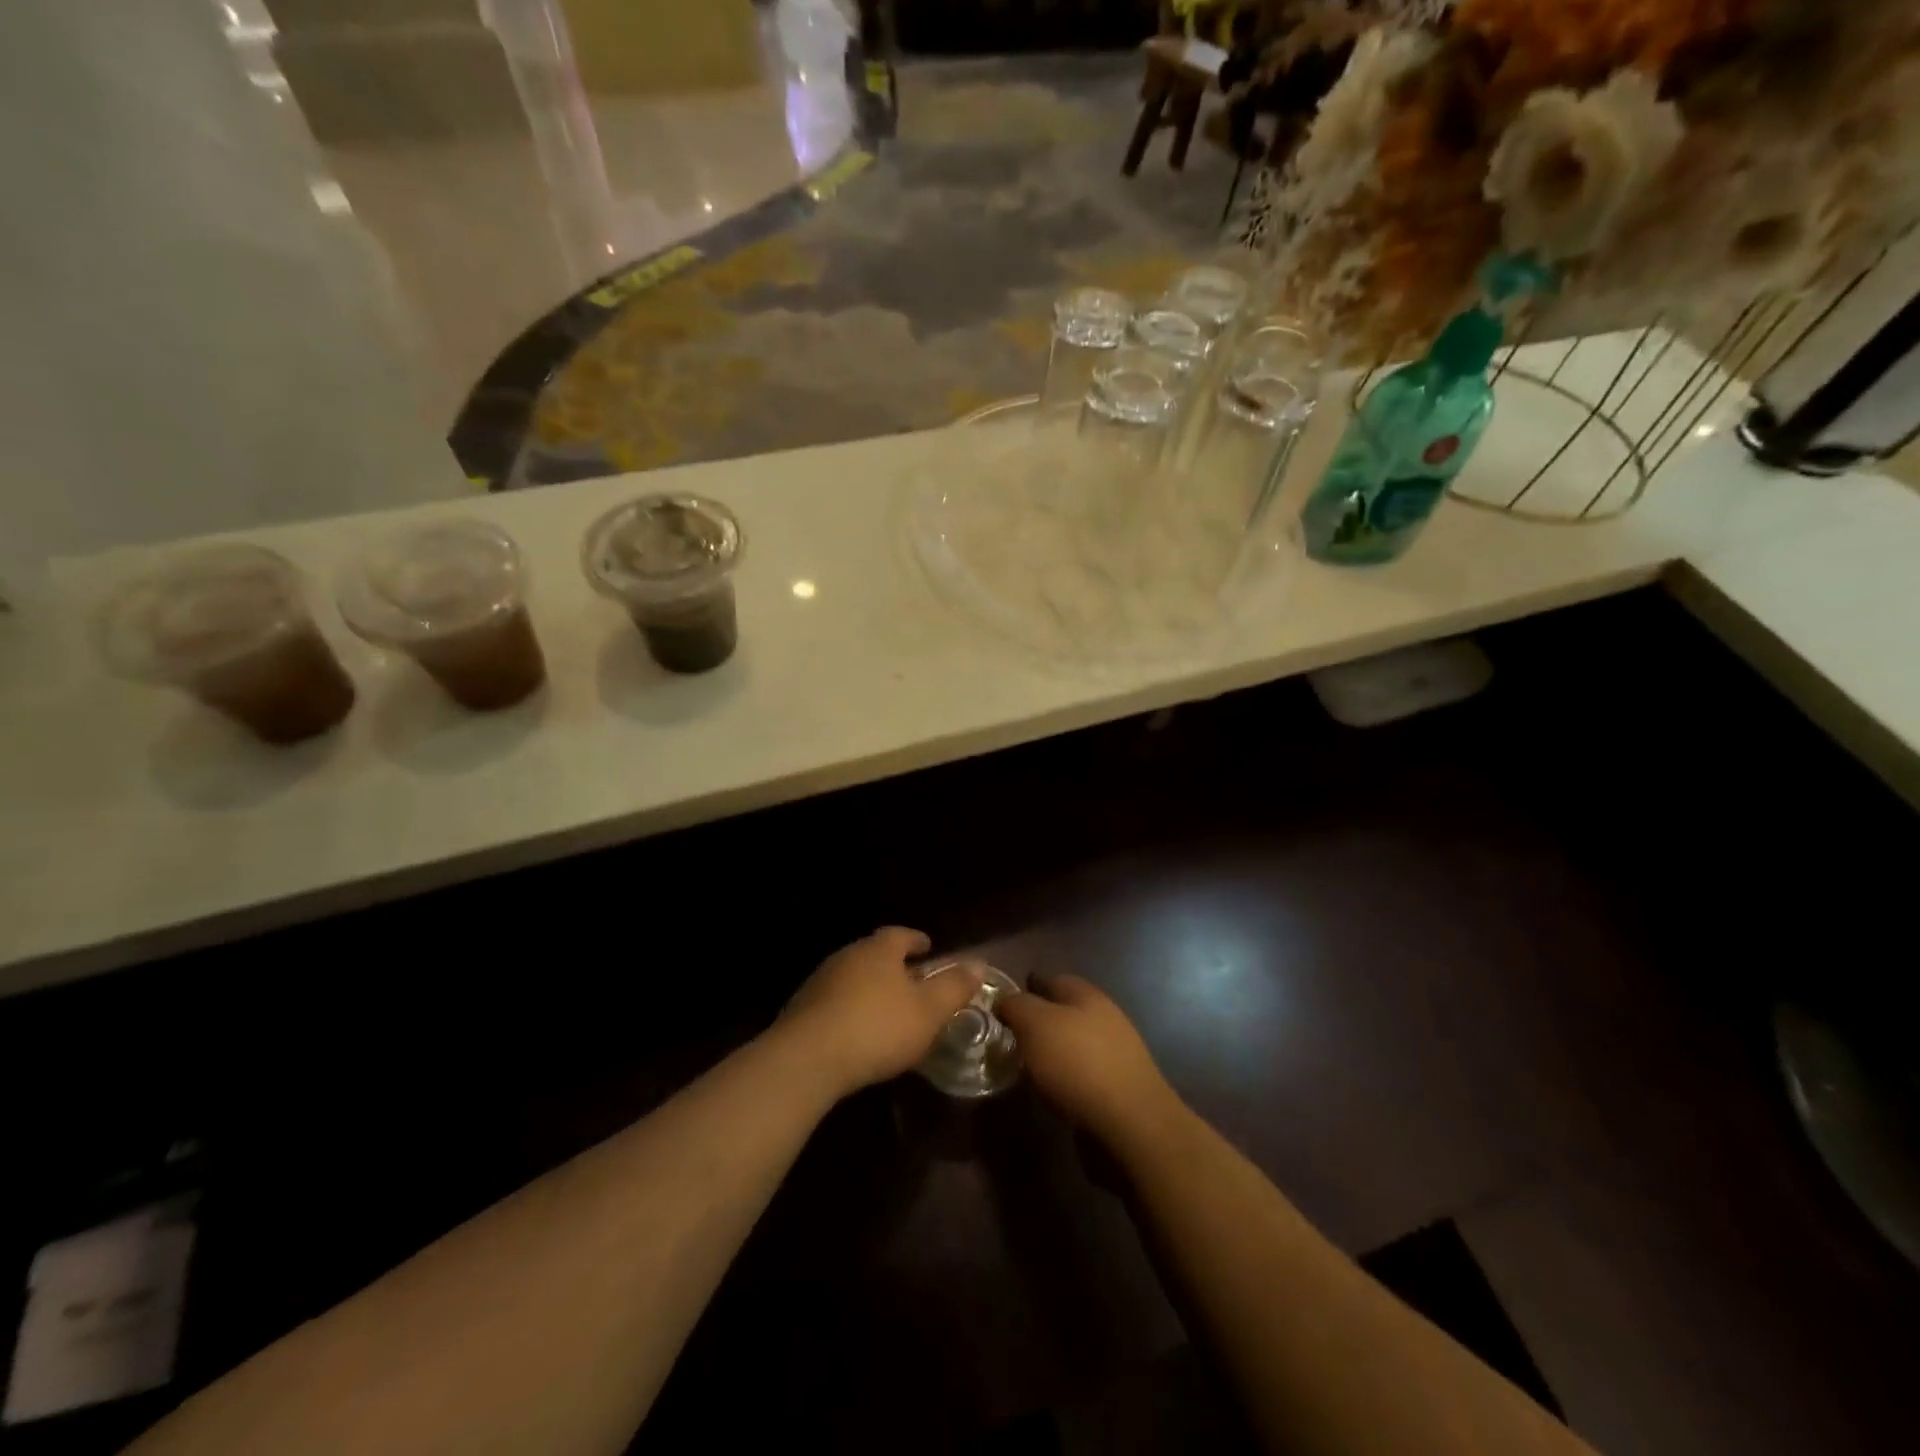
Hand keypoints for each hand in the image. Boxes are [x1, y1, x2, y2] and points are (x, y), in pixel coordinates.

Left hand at [780, 928, 983, 1098]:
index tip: (928, 947)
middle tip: (912, 980)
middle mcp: (847, 956)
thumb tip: (978, 963)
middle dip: (893, 965)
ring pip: (853, 977)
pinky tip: (858, 1031)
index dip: (916, 940)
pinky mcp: (801, 1010)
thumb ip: (954, 987)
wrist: (806, 1059)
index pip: (900, 934)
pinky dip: (851, 1009)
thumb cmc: (877, 1028)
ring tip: (887, 1008)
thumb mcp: (928, 1011)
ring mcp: (820, 982)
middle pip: (874, 954)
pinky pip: (835, 1002)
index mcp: (879, 950)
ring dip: (870, 988)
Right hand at [996, 973, 1184, 1150]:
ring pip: (1074, 1043)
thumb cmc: (1078, 1063)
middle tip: (1009, 1040)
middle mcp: (1105, 1017)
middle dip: (1038, 1023)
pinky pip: (1083, 1073)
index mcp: (1087, 994)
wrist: (1131, 1123)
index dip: (1026, 989)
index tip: (1001, 1007)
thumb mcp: (1035, 1024)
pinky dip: (1066, 1078)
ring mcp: (1116, 1053)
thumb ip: (1016, 1006)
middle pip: (1064, 1012)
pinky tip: (1052, 1092)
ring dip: (1052, 1052)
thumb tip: (1005, 1000)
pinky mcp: (1119, 1087)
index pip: (1052, 979)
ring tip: (1026, 1068)